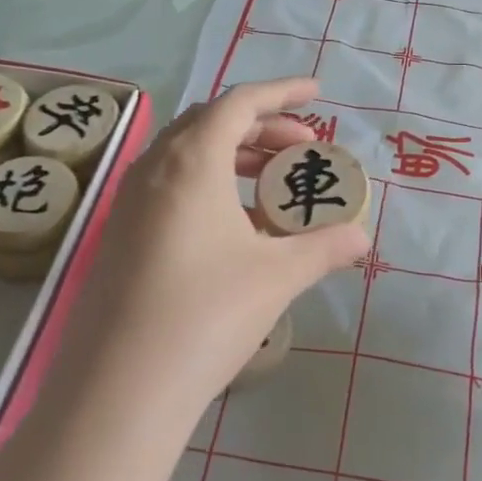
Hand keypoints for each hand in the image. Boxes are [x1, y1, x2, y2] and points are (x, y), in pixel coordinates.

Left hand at [59, 78, 367, 439]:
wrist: (120, 388)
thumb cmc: (206, 314)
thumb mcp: (277, 276)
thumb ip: (324, 248)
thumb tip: (362, 237)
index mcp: (192, 162)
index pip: (239, 103)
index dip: (281, 92)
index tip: (317, 93)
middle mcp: (154, 169)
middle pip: (211, 124)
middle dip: (262, 127)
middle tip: (303, 149)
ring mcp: (129, 204)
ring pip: (187, 157)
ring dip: (234, 157)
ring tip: (274, 185)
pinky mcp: (120, 236)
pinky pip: (170, 188)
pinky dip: (210, 187)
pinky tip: (236, 227)